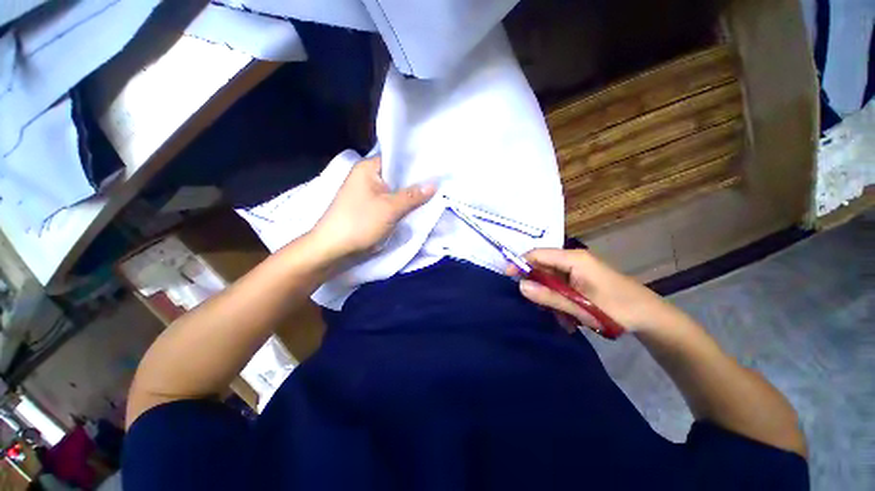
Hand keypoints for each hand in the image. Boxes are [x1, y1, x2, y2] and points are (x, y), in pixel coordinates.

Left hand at [310, 157, 435, 260]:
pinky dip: (401, 205)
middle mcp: (367, 176)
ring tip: (432, 195)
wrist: (332, 249)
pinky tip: (415, 208)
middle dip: (415, 183)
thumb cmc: (360, 223)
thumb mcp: (390, 208)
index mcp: (368, 168)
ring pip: (394, 191)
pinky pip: (389, 202)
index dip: (416, 165)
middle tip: (438, 185)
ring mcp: (367, 193)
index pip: (397, 159)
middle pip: (397, 176)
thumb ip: (413, 196)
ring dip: (409, 196)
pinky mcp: (368, 207)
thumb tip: (434, 184)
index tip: (436, 171)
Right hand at [509, 248, 683, 332]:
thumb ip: (548, 295)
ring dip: (550, 297)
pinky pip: (560, 286)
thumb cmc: (617, 309)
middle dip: (537, 286)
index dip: (519, 263)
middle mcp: (573, 260)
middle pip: (542, 266)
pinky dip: (559, 300)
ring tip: (560, 317)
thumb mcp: (579, 306)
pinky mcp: (581, 279)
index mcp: (573, 259)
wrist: (650, 317)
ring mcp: (578, 269)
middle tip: (539, 306)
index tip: (507, 277)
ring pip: (550, 278)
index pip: (537, 254)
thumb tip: (520, 286)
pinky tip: (568, 317)